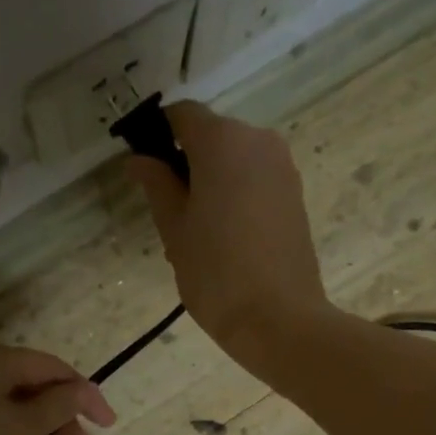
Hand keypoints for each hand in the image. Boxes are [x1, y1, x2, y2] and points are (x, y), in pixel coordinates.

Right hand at [125, 101, 330, 370]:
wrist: (280, 319)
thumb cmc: (216, 272)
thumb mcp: (175, 228)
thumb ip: (156, 185)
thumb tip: (139, 158)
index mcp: (223, 141)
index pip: (182, 115)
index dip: (157, 135)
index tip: (145, 171)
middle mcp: (259, 140)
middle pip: (212, 135)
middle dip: (187, 163)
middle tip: (170, 214)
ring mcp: (283, 167)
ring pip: (235, 159)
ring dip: (213, 181)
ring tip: (200, 233)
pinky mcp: (296, 195)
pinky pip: (256, 179)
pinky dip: (236, 194)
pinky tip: (227, 238)